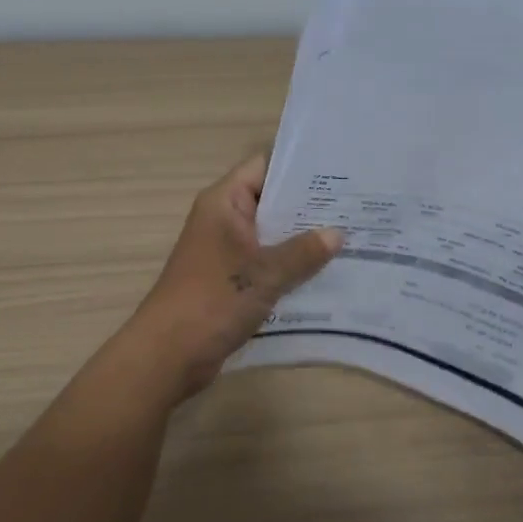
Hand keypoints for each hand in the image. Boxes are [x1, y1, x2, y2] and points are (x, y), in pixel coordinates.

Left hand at [124, 151, 342, 400]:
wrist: (167, 355)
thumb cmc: (212, 300)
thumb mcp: (264, 273)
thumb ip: (303, 251)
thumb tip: (337, 234)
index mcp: (224, 202)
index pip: (264, 166)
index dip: (300, 166)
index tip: (339, 171)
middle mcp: (224, 220)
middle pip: (272, 201)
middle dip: (310, 205)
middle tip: (355, 205)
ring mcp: (226, 251)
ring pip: (272, 235)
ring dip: (303, 240)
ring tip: (351, 237)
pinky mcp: (231, 281)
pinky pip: (267, 264)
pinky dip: (291, 267)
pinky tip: (327, 273)